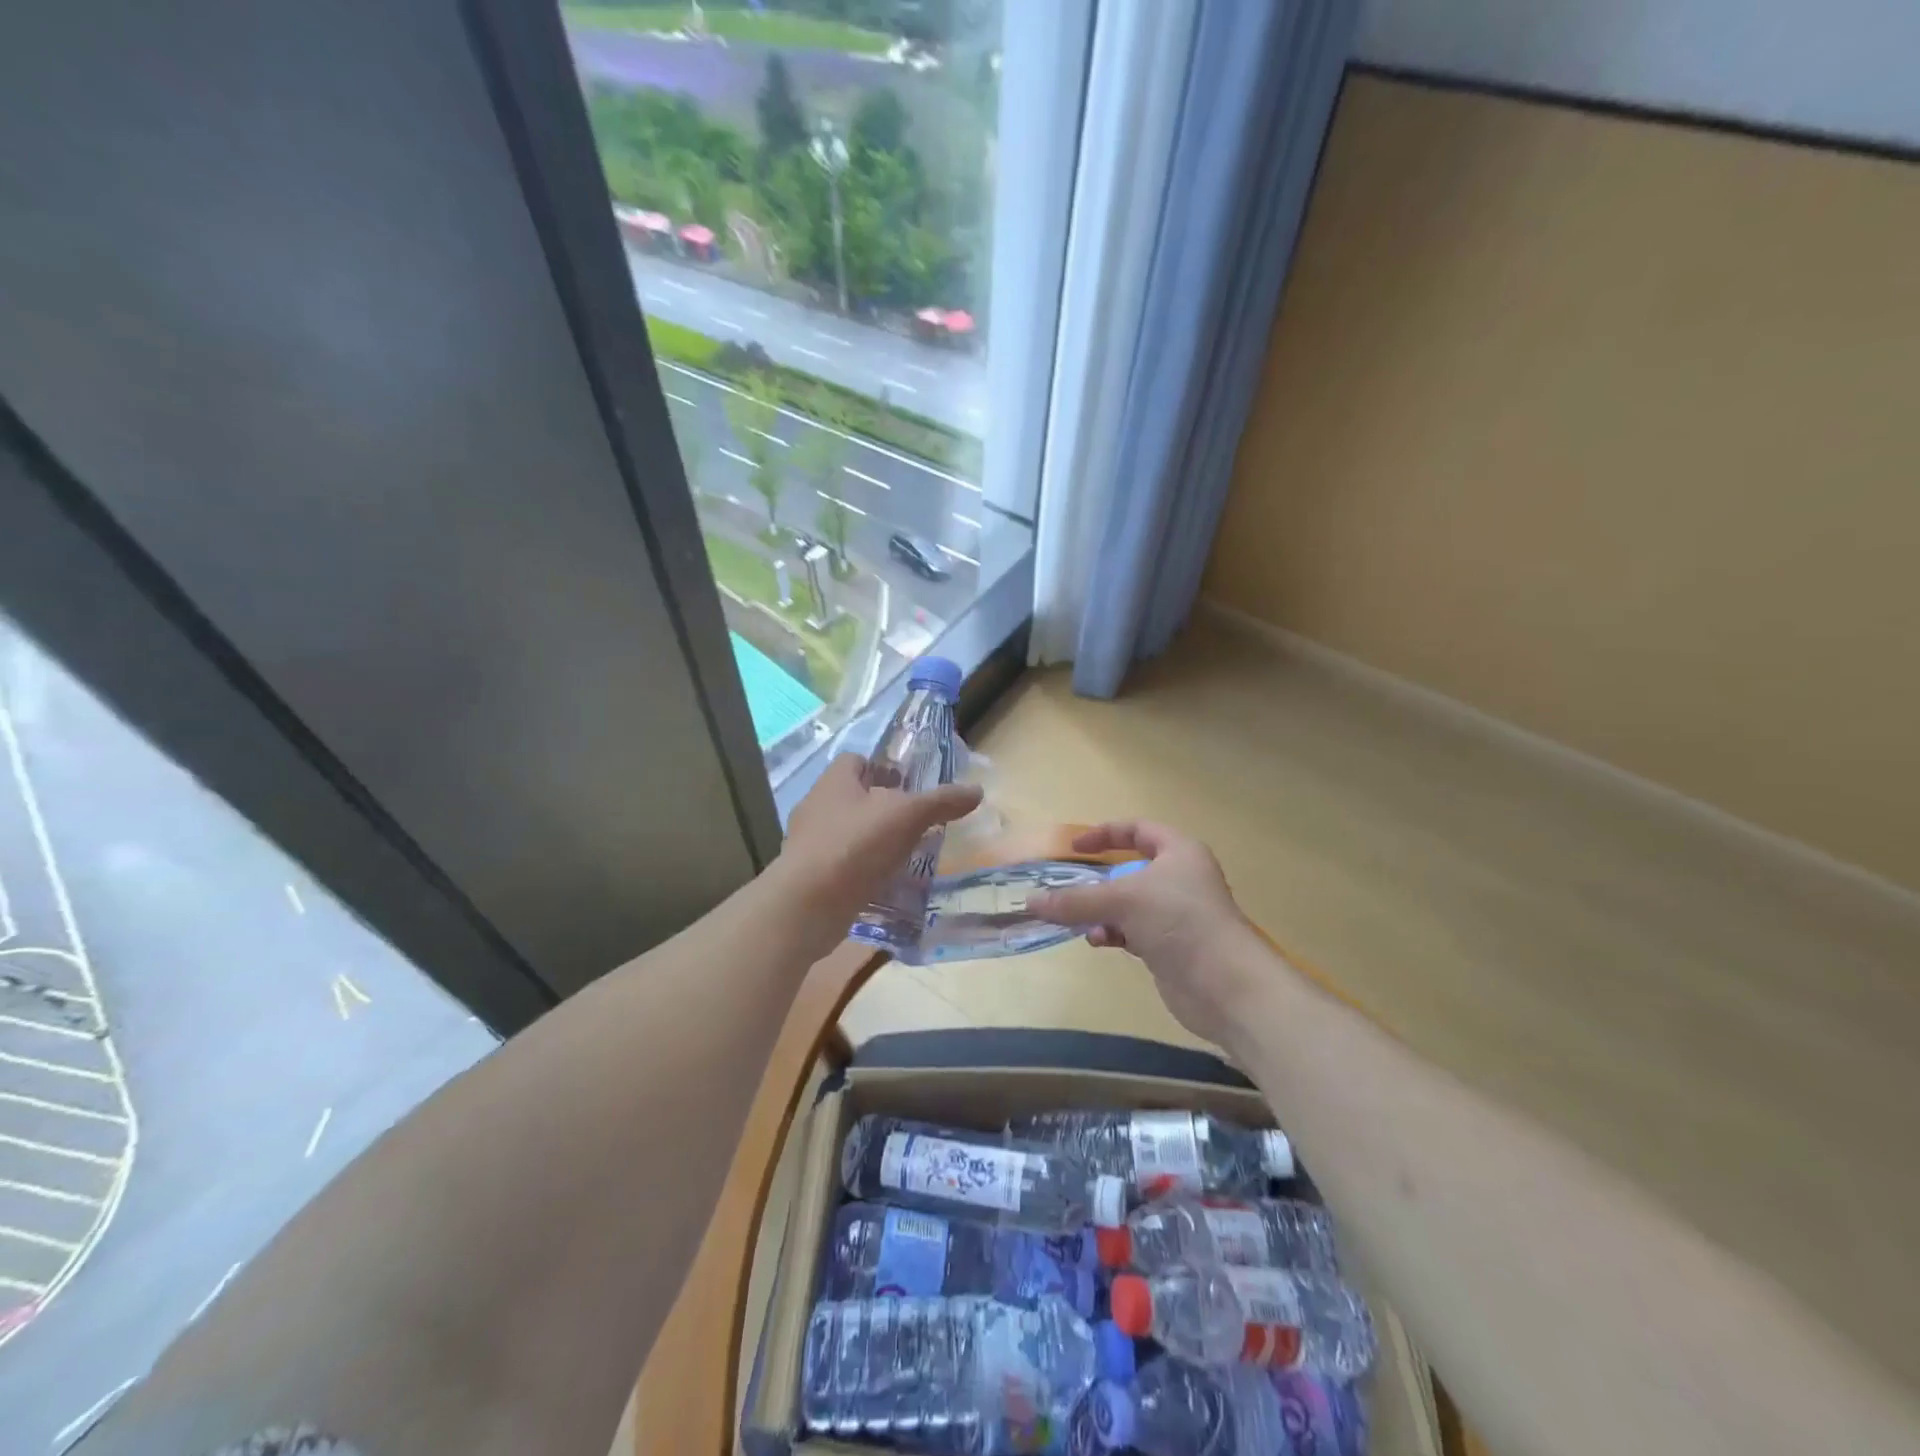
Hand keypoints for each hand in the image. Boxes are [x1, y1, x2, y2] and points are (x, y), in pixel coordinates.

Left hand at [774, 753, 982, 954]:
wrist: (808, 905)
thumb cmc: (856, 845)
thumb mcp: (907, 816)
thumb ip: (941, 802)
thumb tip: (977, 790)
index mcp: (834, 782)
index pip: (857, 760)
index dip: (882, 768)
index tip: (908, 785)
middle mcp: (817, 806)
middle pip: (853, 797)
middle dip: (882, 807)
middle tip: (914, 822)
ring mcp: (809, 843)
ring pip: (847, 832)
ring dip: (873, 841)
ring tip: (905, 854)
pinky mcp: (809, 876)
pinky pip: (841, 864)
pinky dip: (862, 870)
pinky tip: (885, 883)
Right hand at [1028, 822, 1266, 1048]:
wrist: (1225, 985)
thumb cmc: (1179, 922)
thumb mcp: (1123, 900)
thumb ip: (1076, 900)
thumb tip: (1031, 901)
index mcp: (1179, 852)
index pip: (1138, 829)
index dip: (1106, 833)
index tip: (1075, 847)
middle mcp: (1179, 878)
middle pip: (1129, 870)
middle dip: (1097, 880)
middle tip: (1067, 888)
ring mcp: (1176, 914)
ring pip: (1128, 904)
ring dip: (1101, 911)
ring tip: (1079, 921)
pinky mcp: (1170, 946)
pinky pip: (1132, 931)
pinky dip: (1113, 933)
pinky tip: (1098, 941)